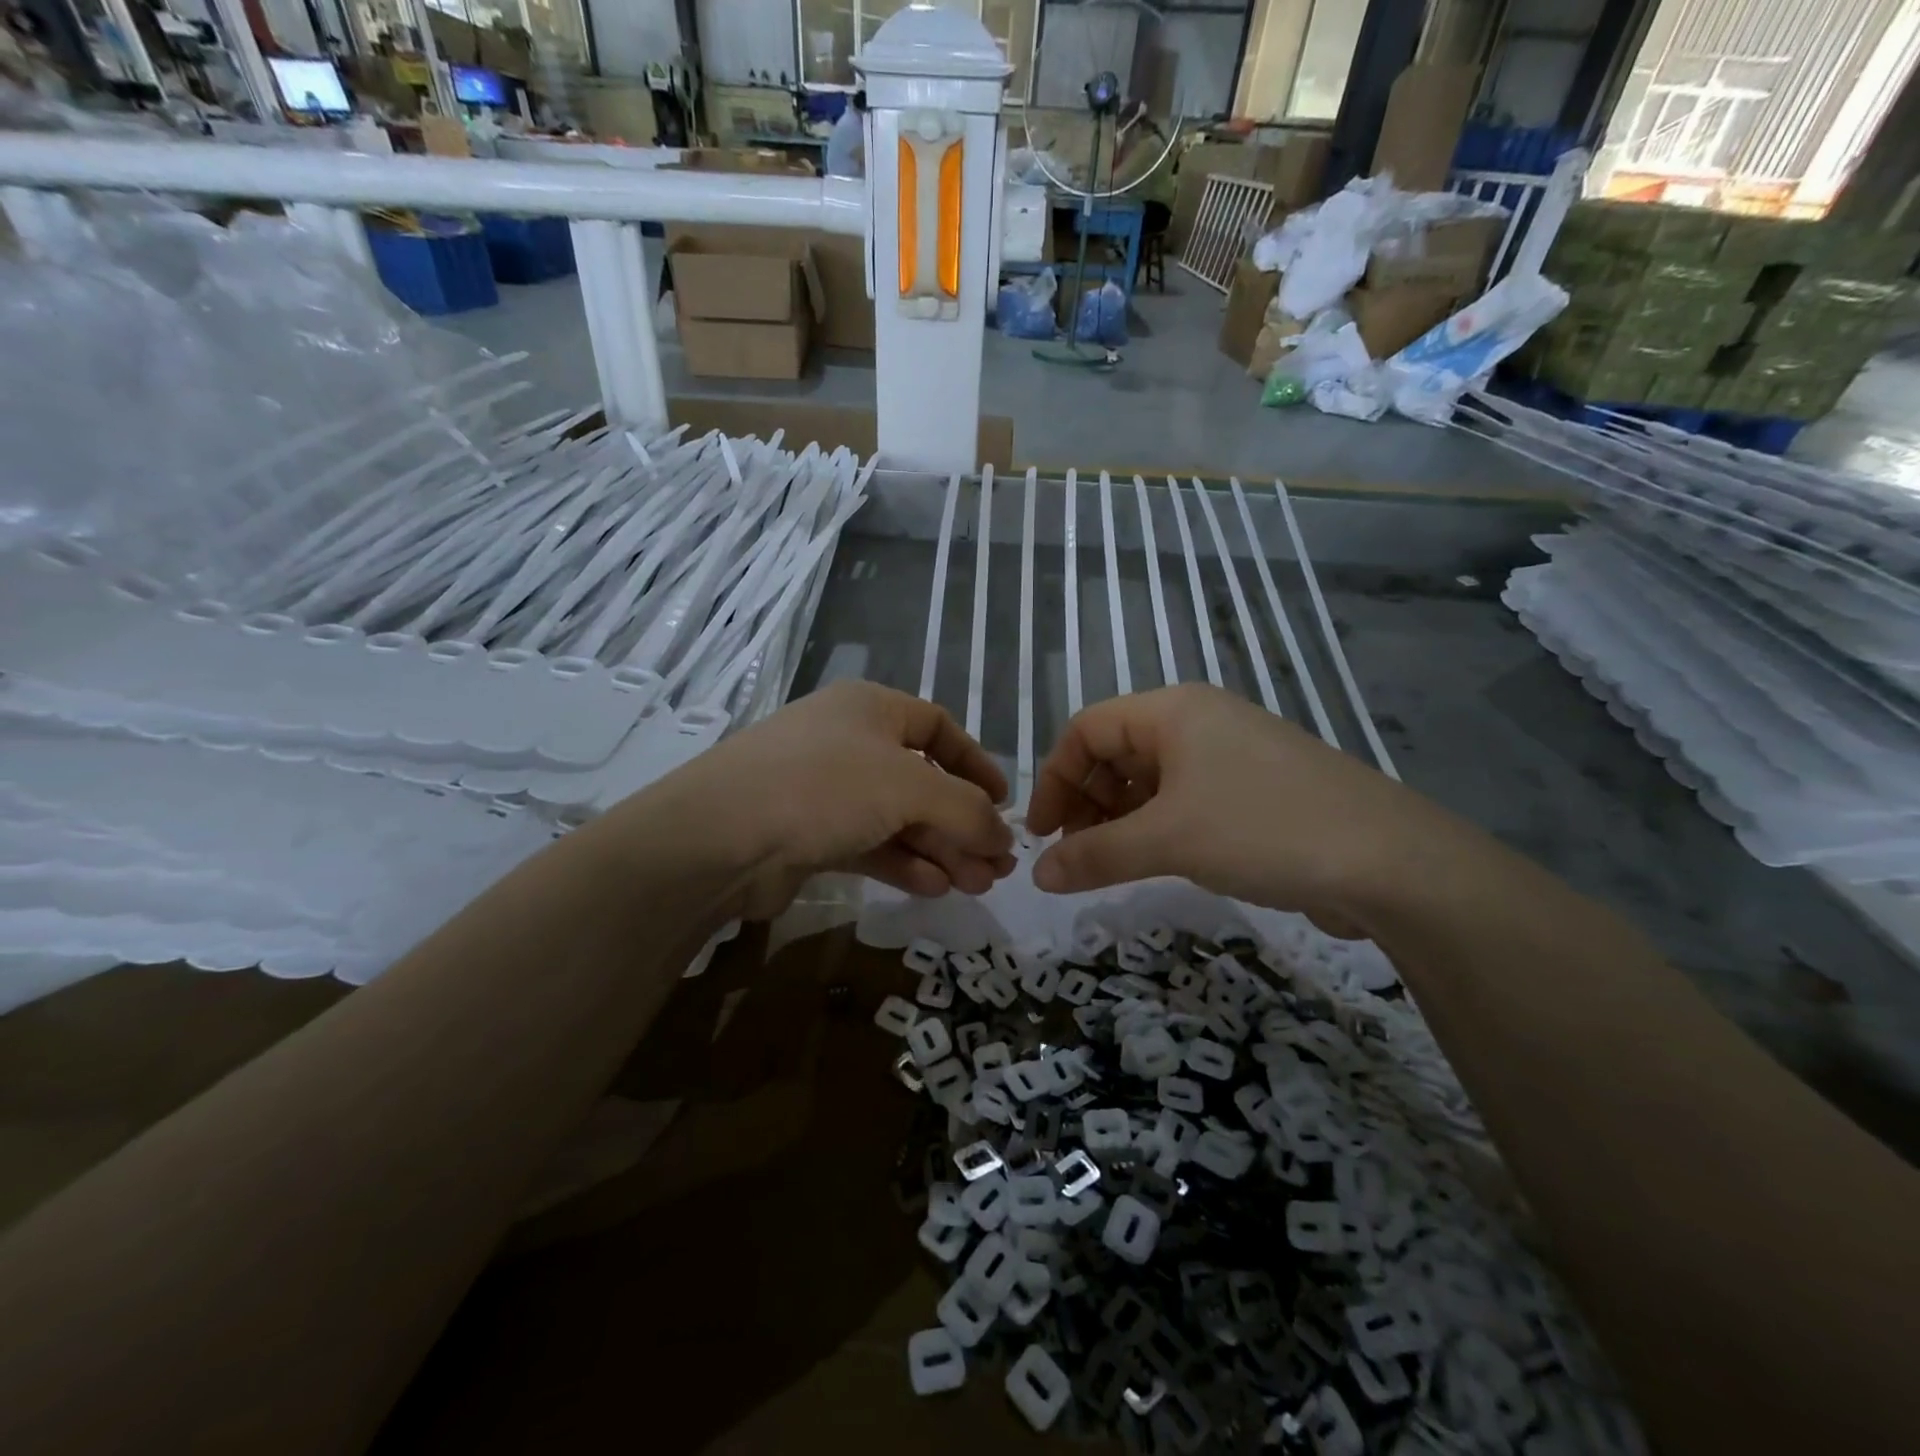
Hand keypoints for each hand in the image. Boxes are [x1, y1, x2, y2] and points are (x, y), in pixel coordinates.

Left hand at [621, 682, 1014, 920]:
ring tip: (976, 884)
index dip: (976, 763)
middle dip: (963, 823)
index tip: (1005, 803)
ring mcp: (825, 790)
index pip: (939, 727)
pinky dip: (903, 864)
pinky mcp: (809, 835)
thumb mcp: (910, 787)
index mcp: (871, 708)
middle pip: (923, 781)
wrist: (720, 838)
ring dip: (939, 850)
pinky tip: (934, 889)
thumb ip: (967, 809)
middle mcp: (849, 742)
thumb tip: (1004, 836)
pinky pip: (870, 845)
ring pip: (898, 818)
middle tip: (997, 865)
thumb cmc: (824, 787)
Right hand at [1025, 684, 1466, 926]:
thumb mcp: (1167, 841)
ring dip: (1119, 818)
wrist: (1389, 862)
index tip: (1043, 833)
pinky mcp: (1253, 789)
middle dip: (1086, 801)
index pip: (1085, 729)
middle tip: (1076, 854)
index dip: (1055, 779)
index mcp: (1172, 710)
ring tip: (1110, 863)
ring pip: (1150, 778)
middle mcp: (1198, 721)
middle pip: (1115, 751)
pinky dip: (1157, 826)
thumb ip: (1094, 855)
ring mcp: (1229, 754)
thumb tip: (1036, 875)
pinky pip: (1184, 799)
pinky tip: (1156, 860)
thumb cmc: (1262, 830)